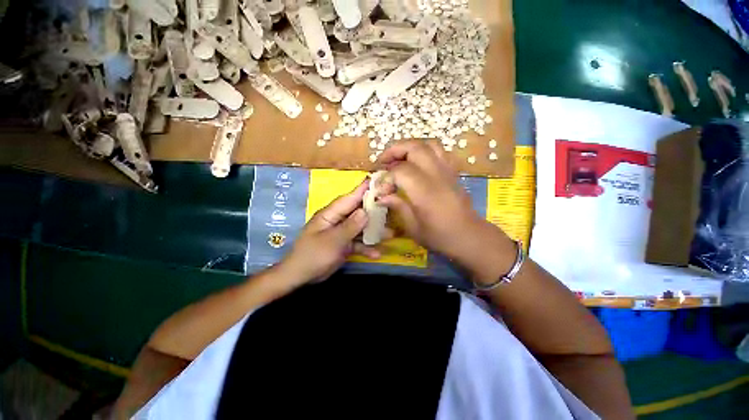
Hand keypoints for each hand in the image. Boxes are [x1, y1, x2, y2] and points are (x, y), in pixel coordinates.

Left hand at [279, 180, 380, 284]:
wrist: (301, 276)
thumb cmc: (313, 255)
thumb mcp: (332, 240)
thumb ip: (350, 226)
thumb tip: (365, 211)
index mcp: (331, 214)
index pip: (349, 198)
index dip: (363, 190)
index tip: (378, 181)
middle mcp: (337, 220)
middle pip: (358, 212)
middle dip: (373, 210)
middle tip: (391, 206)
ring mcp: (341, 233)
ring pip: (360, 228)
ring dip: (373, 231)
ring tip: (390, 234)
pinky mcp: (344, 245)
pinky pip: (357, 243)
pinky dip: (366, 248)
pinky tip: (377, 254)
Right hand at [376, 140, 496, 260]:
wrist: (469, 236)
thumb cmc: (440, 236)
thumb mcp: (413, 227)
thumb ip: (397, 207)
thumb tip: (381, 197)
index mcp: (425, 192)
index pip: (401, 171)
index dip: (387, 177)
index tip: (381, 189)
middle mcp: (437, 175)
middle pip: (415, 148)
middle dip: (395, 150)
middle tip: (383, 162)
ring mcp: (447, 171)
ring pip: (428, 144)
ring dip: (410, 146)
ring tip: (399, 157)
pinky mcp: (453, 172)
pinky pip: (439, 151)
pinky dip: (425, 151)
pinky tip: (417, 162)